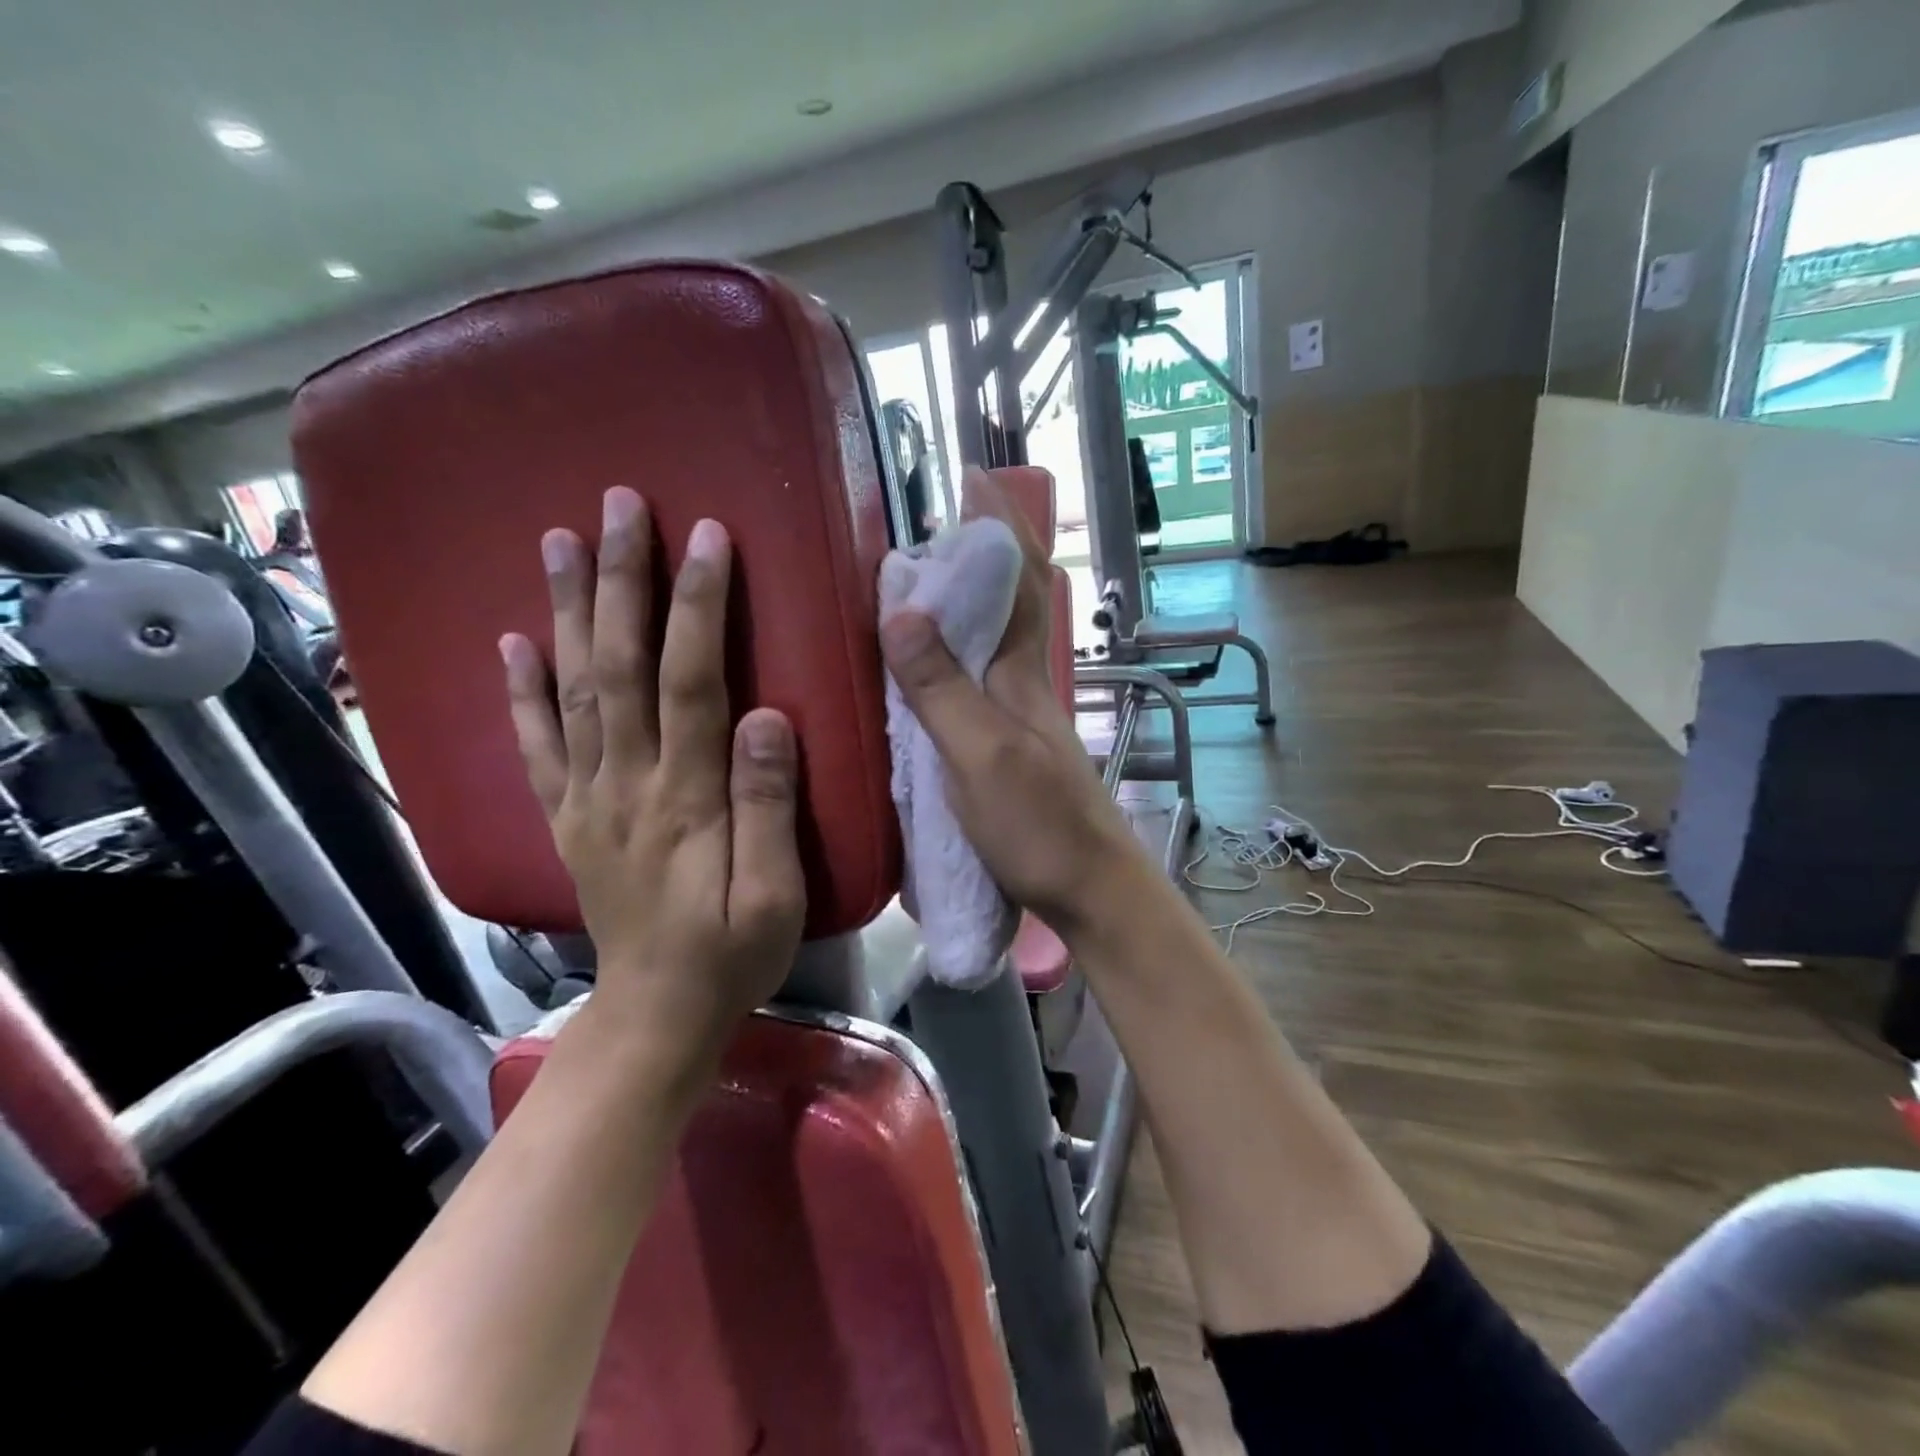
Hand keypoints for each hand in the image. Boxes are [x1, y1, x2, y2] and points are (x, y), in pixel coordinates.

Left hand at [500, 487, 805, 1060]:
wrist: (657, 1014)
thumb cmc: (732, 954)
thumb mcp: (775, 894)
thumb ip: (770, 805)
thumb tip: (770, 716)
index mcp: (685, 799)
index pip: (691, 682)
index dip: (697, 606)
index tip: (706, 537)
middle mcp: (626, 784)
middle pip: (619, 666)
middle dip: (622, 581)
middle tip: (619, 507)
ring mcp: (587, 798)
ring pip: (573, 689)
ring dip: (567, 610)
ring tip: (559, 540)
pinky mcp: (569, 816)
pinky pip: (537, 744)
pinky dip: (521, 689)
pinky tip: (513, 640)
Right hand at [880, 468, 1141, 934]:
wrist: (1090, 889)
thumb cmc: (1039, 824)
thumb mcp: (980, 755)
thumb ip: (941, 687)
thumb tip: (900, 607)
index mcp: (1021, 672)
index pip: (1017, 579)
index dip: (998, 525)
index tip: (973, 477)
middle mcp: (1023, 682)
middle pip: (1006, 601)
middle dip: (976, 554)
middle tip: (924, 528)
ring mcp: (1017, 716)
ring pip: (991, 640)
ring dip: (963, 602)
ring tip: (914, 583)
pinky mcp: (1006, 747)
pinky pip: (975, 681)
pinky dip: (952, 655)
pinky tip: (924, 666)